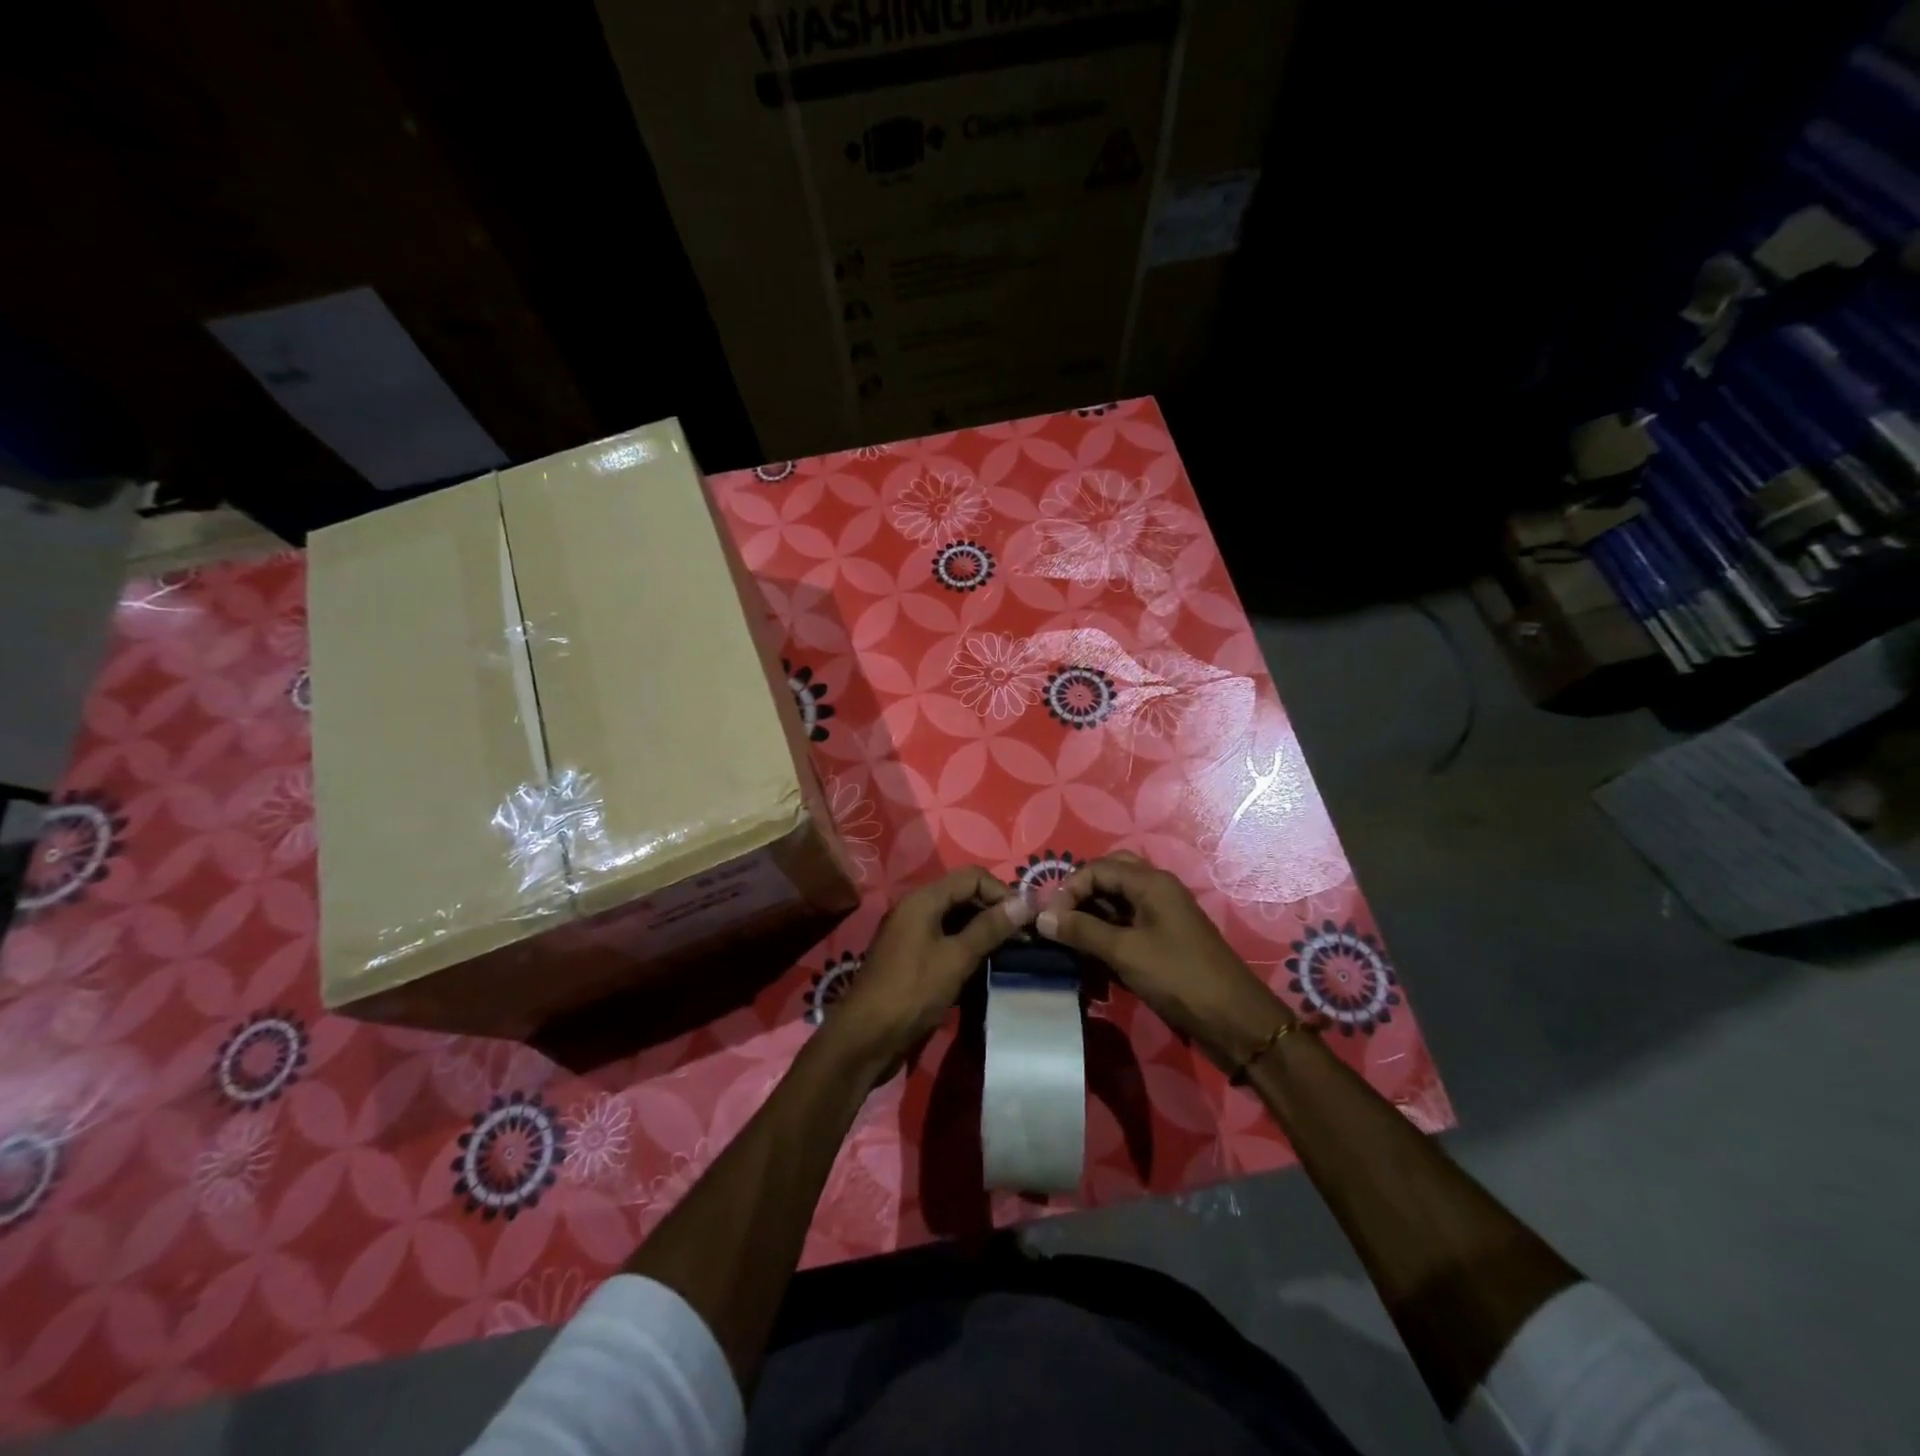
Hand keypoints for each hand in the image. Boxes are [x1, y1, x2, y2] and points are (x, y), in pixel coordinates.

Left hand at [827, 866, 1032, 1070]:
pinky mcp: (912, 958)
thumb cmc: (912, 992)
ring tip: (1010, 953)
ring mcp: (912, 934)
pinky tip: (985, 968)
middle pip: (964, 895)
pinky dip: (966, 948)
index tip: (1025, 920)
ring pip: (956, 920)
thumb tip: (1026, 902)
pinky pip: (946, 941)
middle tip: (1022, 938)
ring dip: (983, 931)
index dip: (1001, 892)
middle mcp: (916, 909)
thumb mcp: (956, 958)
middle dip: (994, 911)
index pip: (972, 876)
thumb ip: (990, 928)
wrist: (866, 1038)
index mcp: (923, 899)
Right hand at [1035, 852, 1290, 1068]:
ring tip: (1071, 937)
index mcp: (1150, 882)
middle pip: (1109, 875)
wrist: (1234, 1019)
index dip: (1068, 889)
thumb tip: (1041, 917)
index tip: (1049, 919)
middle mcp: (1157, 889)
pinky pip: (1128, 921)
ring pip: (1118, 899)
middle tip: (1061, 919)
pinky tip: (1093, 951)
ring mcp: (1163, 913)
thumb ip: (1082, 931)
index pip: (1097, 868)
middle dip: (1081, 893)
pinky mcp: (1165, 937)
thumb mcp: (1125, 952)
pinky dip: (1107, 930)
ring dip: (1092, 912)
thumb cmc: (1179, 977)